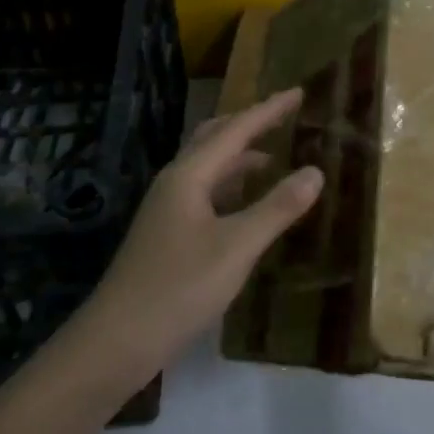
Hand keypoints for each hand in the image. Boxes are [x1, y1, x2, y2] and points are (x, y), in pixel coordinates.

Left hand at [83, 89, 323, 374]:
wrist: (117, 341)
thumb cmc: (179, 288)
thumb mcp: (237, 247)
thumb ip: (278, 208)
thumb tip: (316, 171)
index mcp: (189, 176)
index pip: (236, 130)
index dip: (269, 111)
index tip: (299, 92)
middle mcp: (175, 183)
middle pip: (214, 139)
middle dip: (249, 124)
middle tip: (284, 117)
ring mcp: (167, 209)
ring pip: (208, 168)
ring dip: (240, 156)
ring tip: (275, 158)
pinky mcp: (167, 234)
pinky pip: (205, 192)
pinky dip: (231, 186)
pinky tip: (247, 204)